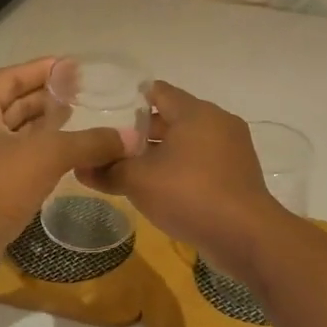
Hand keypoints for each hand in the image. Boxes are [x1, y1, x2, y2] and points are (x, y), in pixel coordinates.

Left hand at [0, 58, 138, 286]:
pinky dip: (41, 156)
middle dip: (45, 98)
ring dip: (44, 128)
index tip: (71, 65)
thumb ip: (89, 143)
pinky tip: (66, 159)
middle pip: (12, 105)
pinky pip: (18, 162)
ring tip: (77, 120)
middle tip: (81, 92)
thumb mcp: (46, 156)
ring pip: (15, 136)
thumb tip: (131, 138)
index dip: (41, 69)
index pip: (10, 78)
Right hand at [77, 81, 288, 273]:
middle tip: (114, 146)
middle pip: (175, 118)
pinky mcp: (240, 175)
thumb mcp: (139, 181)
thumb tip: (81, 167)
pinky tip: (163, 189)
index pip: (159, 92)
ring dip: (164, 153)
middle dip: (145, 132)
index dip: (132, 100)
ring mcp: (233, 149)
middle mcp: (218, 122)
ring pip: (190, 143)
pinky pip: (204, 163)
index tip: (109, 111)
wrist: (245, 235)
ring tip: (133, 169)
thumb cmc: (189, 194)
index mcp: (196, 112)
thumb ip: (108, 170)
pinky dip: (183, 169)